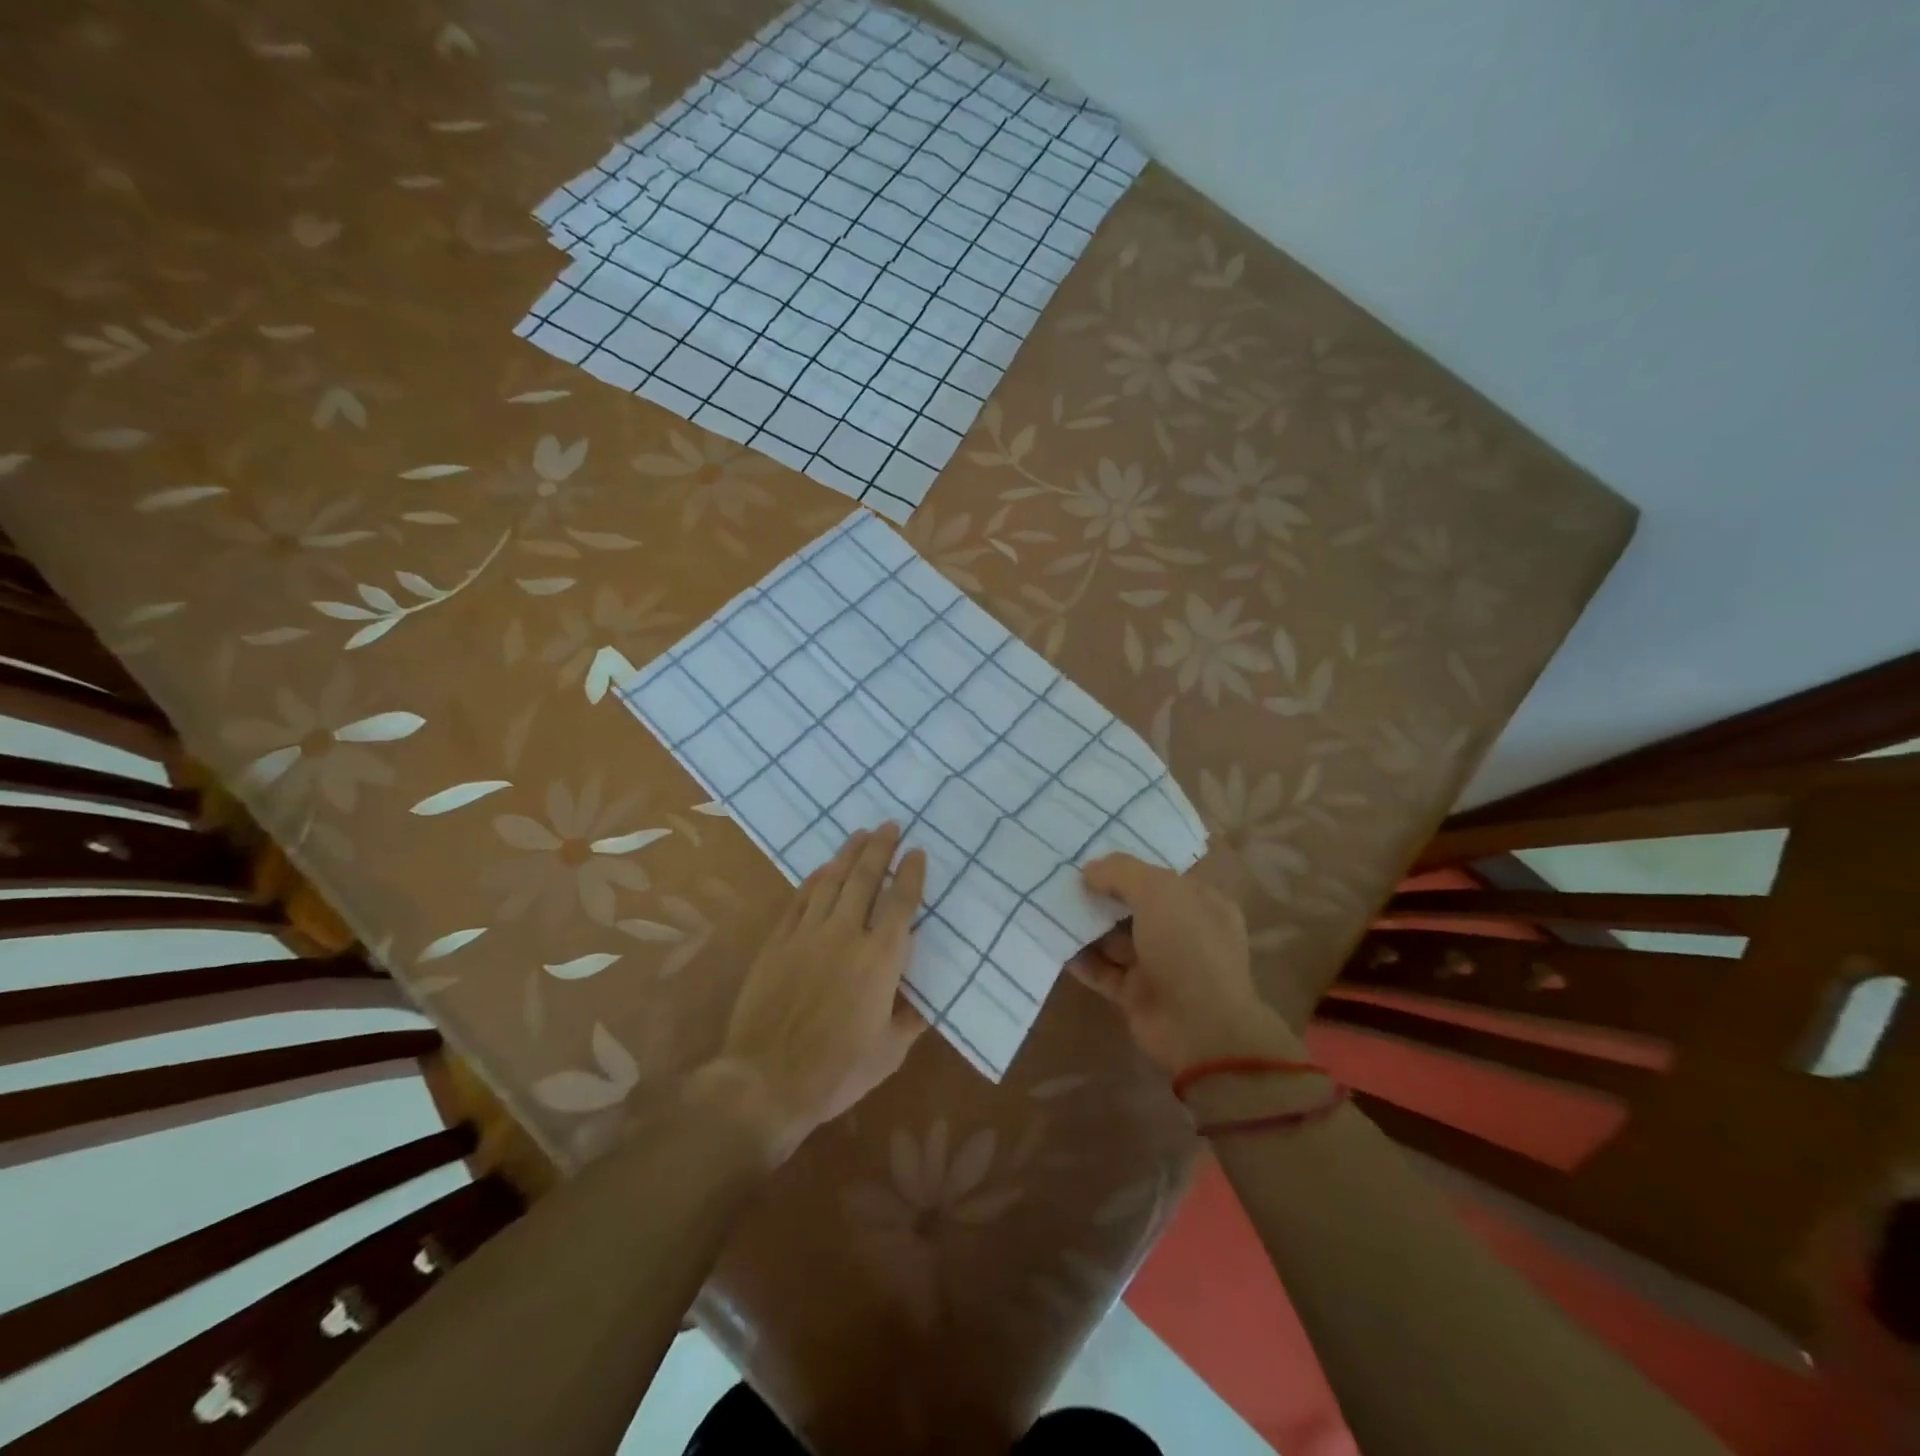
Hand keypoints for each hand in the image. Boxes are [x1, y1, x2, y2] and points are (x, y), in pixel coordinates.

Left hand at [693, 824, 926, 1165]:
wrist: (766, 1081)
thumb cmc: (837, 1072)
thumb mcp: (889, 1053)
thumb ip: (911, 1020)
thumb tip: (927, 1001)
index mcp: (881, 959)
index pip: (901, 903)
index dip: (910, 874)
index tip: (917, 851)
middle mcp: (846, 935)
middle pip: (865, 879)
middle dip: (880, 849)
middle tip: (890, 825)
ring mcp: (808, 935)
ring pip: (831, 881)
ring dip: (848, 854)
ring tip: (860, 834)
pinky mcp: (778, 942)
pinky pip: (799, 900)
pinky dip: (813, 880)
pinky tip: (821, 869)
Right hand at [1071, 853, 1302, 1074]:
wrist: (1201, 1030)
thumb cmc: (1188, 948)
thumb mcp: (1159, 892)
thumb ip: (1122, 872)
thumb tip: (1089, 870)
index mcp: (1200, 904)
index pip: (1162, 876)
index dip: (1129, 864)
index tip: (1091, 851)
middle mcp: (1182, 932)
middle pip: (1134, 906)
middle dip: (1102, 893)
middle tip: (1061, 877)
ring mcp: (1159, 966)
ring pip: (1116, 938)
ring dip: (1086, 924)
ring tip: (1048, 905)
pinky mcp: (1136, 994)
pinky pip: (1103, 970)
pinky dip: (1081, 958)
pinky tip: (1052, 941)